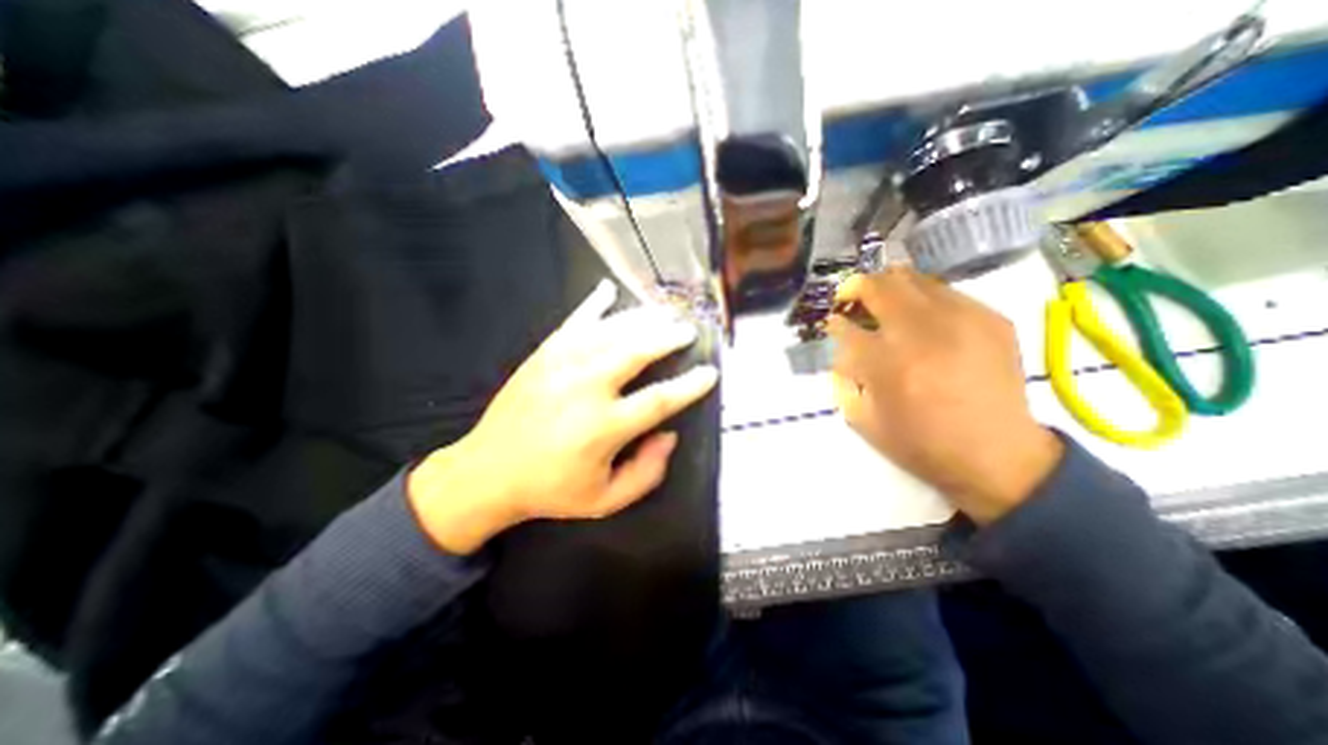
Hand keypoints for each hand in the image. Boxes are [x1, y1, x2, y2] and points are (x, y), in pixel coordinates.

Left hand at [408, 283, 715, 554]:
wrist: (486, 472)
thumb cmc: (551, 490)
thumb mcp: (605, 500)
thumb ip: (646, 473)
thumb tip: (669, 434)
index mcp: (603, 427)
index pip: (660, 399)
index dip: (690, 385)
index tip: (709, 373)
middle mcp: (585, 388)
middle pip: (637, 351)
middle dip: (668, 337)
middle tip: (687, 330)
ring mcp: (561, 365)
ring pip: (610, 330)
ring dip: (641, 318)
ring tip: (663, 312)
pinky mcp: (543, 354)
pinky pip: (574, 321)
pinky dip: (594, 303)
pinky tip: (608, 289)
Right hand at [828, 269, 1058, 523]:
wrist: (997, 456)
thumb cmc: (920, 443)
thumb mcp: (862, 419)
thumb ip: (844, 378)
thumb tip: (842, 347)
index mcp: (887, 364)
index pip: (845, 326)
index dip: (834, 323)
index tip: (834, 324)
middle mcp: (922, 333)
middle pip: (878, 286)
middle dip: (856, 288)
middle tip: (852, 298)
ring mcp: (961, 320)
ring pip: (912, 279)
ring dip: (889, 287)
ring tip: (885, 302)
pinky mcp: (990, 320)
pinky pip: (945, 291)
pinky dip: (923, 298)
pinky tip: (923, 318)